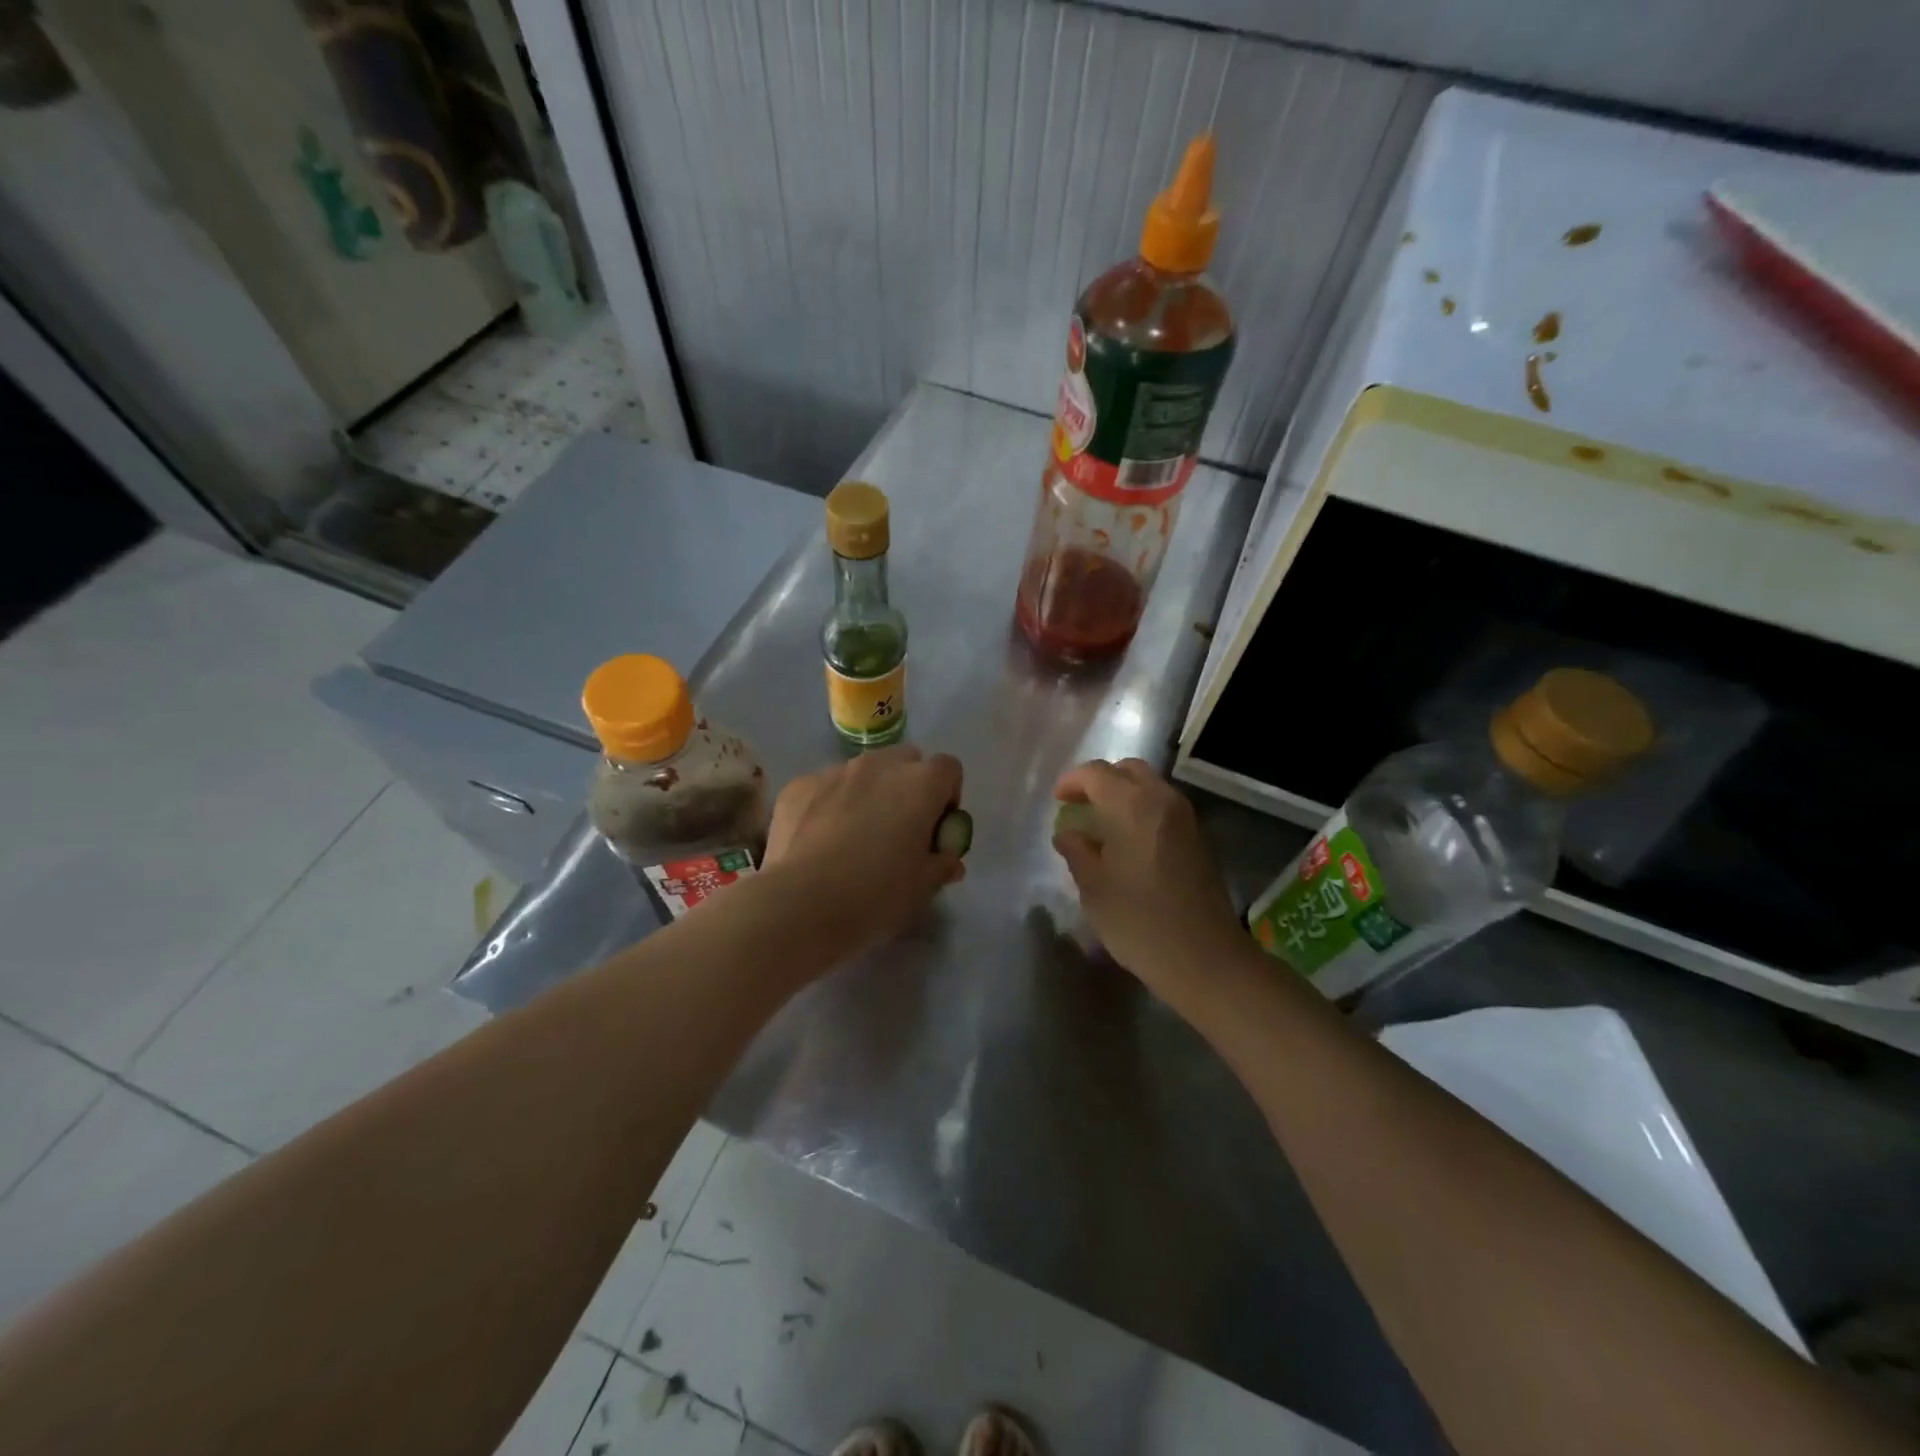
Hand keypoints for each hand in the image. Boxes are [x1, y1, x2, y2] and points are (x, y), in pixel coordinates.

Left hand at [761, 744, 964, 959]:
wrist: (800, 905)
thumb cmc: (876, 896)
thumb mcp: (923, 888)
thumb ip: (942, 864)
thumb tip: (949, 859)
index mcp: (920, 784)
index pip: (948, 769)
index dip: (948, 796)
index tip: (937, 828)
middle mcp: (879, 765)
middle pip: (905, 761)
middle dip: (908, 786)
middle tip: (900, 829)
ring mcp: (835, 772)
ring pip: (863, 771)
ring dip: (868, 793)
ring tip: (855, 837)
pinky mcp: (798, 786)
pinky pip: (824, 787)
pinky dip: (829, 805)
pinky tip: (820, 842)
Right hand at [1051, 758, 1247, 998]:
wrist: (1205, 958)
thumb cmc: (1139, 922)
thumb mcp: (1094, 888)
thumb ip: (1077, 851)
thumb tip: (1068, 832)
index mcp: (1131, 805)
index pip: (1096, 773)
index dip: (1072, 781)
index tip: (1057, 800)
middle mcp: (1162, 799)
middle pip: (1128, 770)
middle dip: (1100, 780)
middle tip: (1080, 805)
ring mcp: (1185, 818)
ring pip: (1149, 785)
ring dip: (1123, 793)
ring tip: (1102, 824)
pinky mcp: (1198, 837)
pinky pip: (1163, 806)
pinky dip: (1141, 809)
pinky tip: (1128, 840)